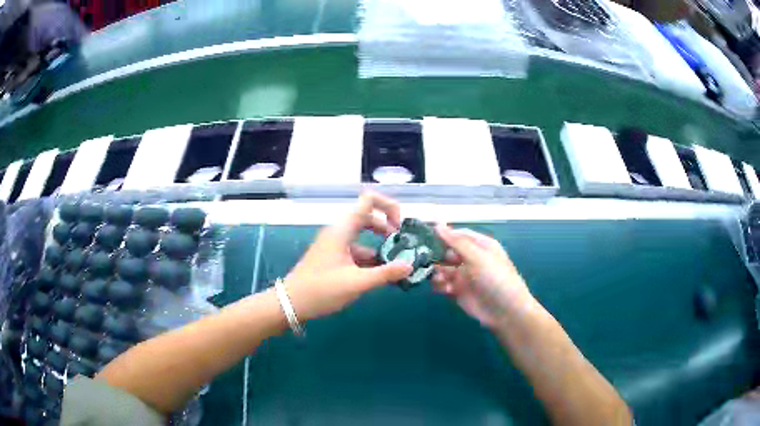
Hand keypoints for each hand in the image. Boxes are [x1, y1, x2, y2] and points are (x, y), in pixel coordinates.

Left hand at [284, 193, 412, 321]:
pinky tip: (382, 275)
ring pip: (363, 238)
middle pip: (369, 218)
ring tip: (397, 265)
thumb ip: (385, 274)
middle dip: (388, 230)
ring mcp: (335, 244)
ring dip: (380, 248)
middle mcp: (339, 231)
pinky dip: (370, 259)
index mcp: (343, 229)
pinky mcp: (334, 257)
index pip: (369, 200)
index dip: (389, 206)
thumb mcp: (357, 283)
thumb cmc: (321, 289)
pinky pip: (356, 251)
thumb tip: (410, 266)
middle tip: (403, 247)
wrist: (291, 303)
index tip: (400, 227)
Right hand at [432, 224, 533, 328]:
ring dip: (437, 272)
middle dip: (436, 255)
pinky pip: (442, 284)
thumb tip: (437, 225)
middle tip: (423, 259)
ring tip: (440, 278)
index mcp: (480, 246)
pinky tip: (446, 289)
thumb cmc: (496, 279)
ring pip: (442, 269)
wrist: (505, 312)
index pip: (458, 235)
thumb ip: (457, 242)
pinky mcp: (458, 291)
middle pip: (447, 251)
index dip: (443, 234)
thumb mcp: (478, 257)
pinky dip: (440, 285)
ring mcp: (464, 275)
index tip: (425, 235)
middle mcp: (471, 258)